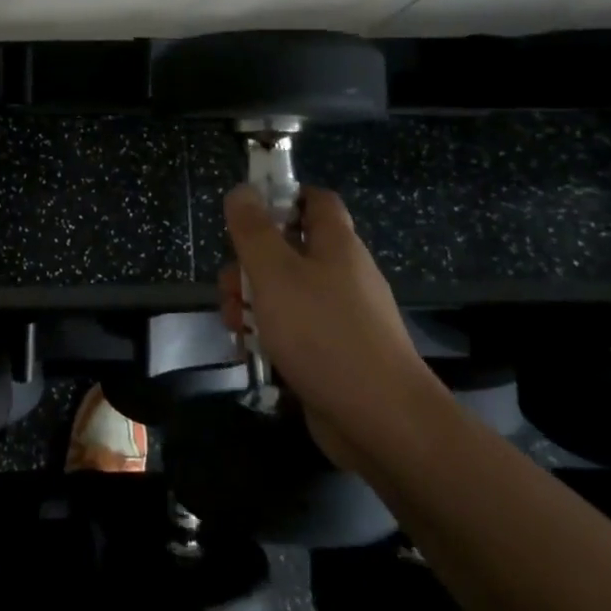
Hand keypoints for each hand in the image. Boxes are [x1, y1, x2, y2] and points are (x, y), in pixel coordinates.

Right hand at [220, 185, 437, 461]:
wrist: (381, 420)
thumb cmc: (323, 334)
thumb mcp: (275, 274)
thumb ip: (253, 231)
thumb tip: (242, 190)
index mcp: (336, 245)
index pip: (315, 200)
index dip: (281, 197)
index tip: (246, 215)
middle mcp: (342, 274)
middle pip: (289, 250)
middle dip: (250, 265)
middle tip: (229, 288)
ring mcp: (341, 316)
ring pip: (287, 293)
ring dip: (253, 304)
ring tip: (234, 327)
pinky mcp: (335, 353)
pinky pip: (296, 330)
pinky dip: (271, 336)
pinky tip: (251, 353)